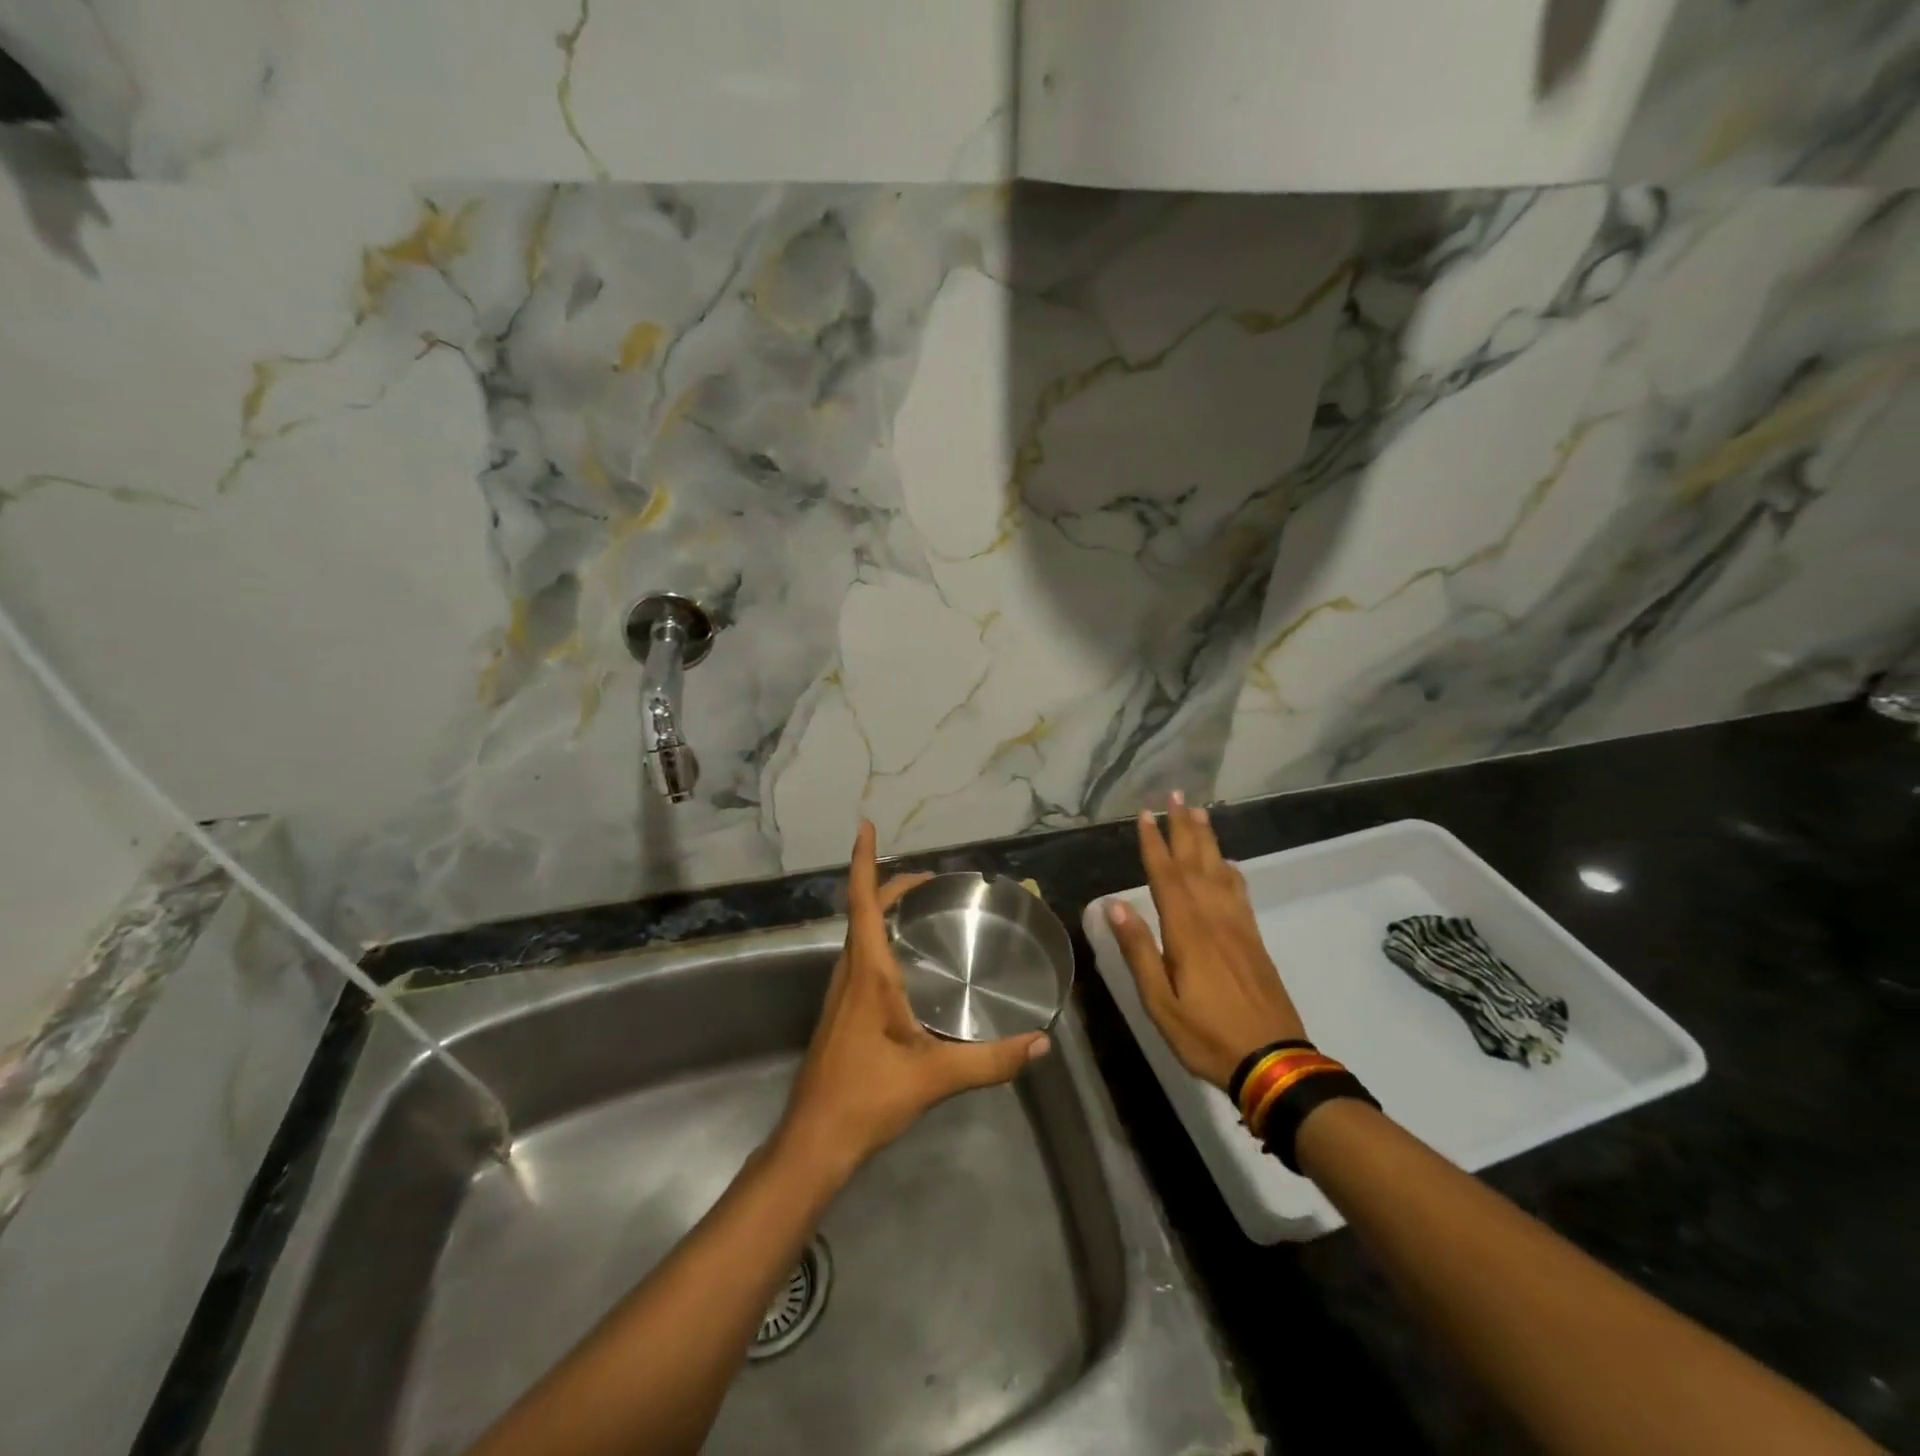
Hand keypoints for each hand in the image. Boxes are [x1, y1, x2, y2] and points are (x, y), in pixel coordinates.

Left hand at [778, 822, 1050, 1182]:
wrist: (815, 1140)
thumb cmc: (867, 1096)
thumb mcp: (935, 1077)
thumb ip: (991, 1060)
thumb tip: (1041, 1043)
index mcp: (868, 972)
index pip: (862, 902)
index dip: (861, 861)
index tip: (864, 826)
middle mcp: (850, 972)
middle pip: (862, 910)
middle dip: (889, 883)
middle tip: (931, 879)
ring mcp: (841, 992)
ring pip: (859, 934)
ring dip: (882, 909)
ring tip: (922, 907)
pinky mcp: (842, 1010)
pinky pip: (861, 956)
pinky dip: (881, 937)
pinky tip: (908, 961)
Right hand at [1104, 794, 1307, 1090]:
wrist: (1274, 1062)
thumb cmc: (1207, 1035)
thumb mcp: (1160, 1003)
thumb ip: (1139, 951)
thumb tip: (1115, 904)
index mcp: (1187, 932)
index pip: (1166, 877)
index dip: (1154, 844)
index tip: (1145, 814)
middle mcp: (1214, 919)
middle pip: (1196, 863)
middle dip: (1183, 827)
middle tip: (1176, 795)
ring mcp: (1239, 927)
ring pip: (1220, 871)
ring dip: (1207, 840)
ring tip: (1199, 812)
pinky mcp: (1254, 940)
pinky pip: (1240, 892)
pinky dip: (1230, 870)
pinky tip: (1226, 863)